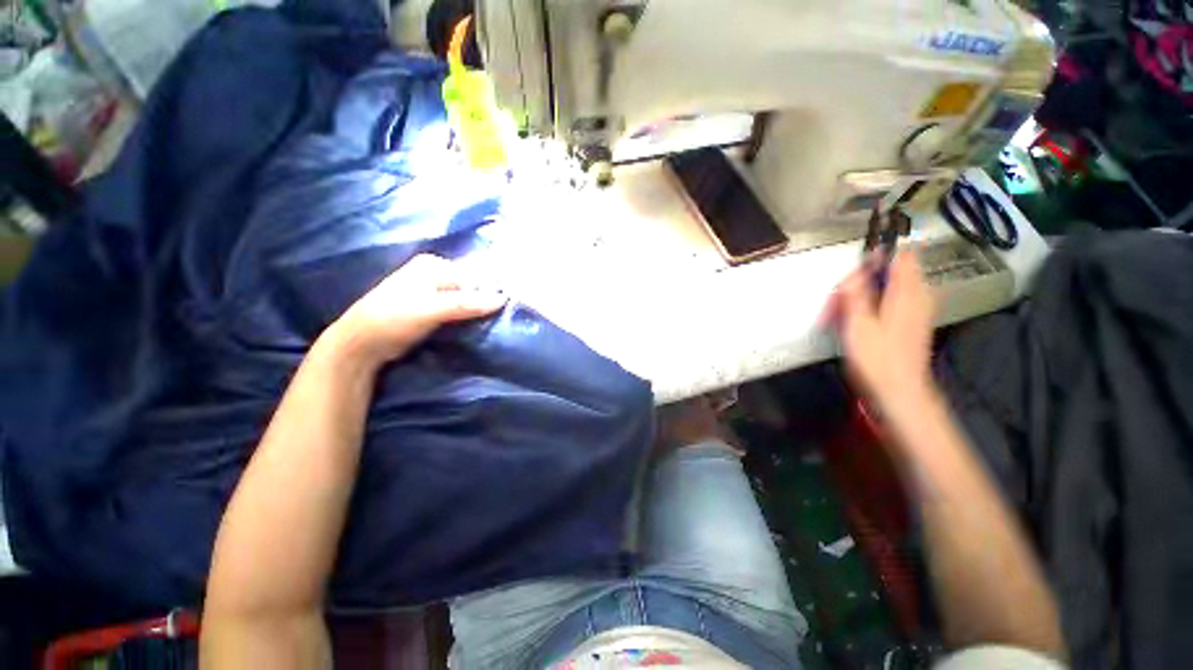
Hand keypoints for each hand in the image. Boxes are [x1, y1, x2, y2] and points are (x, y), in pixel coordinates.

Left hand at [326, 254, 506, 367]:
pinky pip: (460, 308)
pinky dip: (471, 316)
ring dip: (480, 310)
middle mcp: (436, 273)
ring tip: (497, 322)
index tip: (510, 307)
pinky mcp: (433, 307)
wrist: (362, 344)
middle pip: (472, 286)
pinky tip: (480, 325)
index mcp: (434, 265)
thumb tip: (503, 299)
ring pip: (467, 298)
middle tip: (505, 317)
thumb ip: (466, 303)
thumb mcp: (431, 310)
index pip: (474, 275)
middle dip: (487, 300)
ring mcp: (434, 290)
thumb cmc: (392, 320)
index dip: (492, 290)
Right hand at [832, 252, 936, 409]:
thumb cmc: (877, 358)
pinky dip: (873, 306)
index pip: (900, 255)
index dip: (875, 258)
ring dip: (864, 295)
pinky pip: (892, 302)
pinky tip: (858, 323)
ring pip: (888, 288)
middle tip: (840, 302)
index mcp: (907, 292)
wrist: (899, 390)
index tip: (853, 275)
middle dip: (862, 282)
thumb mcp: (858, 323)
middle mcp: (918, 295)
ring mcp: (918, 309)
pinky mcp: (912, 322)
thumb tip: (856, 271)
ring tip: (844, 315)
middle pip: (891, 272)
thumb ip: (857, 293)